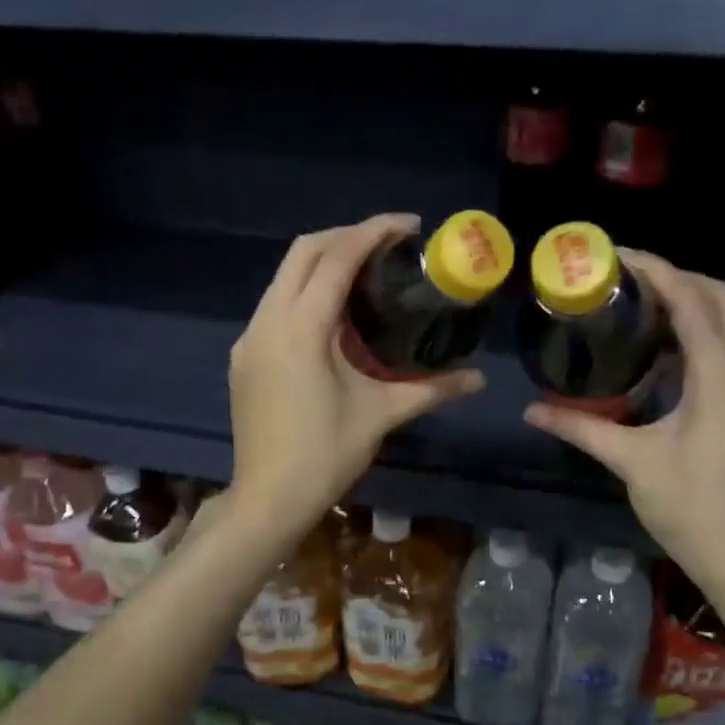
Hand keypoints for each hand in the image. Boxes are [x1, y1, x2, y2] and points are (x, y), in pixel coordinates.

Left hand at [228, 215, 484, 538]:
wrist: (268, 498)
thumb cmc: (326, 455)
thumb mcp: (382, 416)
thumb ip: (431, 389)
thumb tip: (479, 379)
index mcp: (301, 329)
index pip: (336, 258)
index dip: (374, 232)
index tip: (409, 226)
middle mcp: (267, 321)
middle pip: (302, 252)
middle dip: (346, 236)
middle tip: (389, 245)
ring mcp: (250, 338)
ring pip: (283, 277)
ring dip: (323, 263)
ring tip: (366, 272)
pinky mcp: (244, 356)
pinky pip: (275, 305)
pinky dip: (304, 293)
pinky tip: (333, 314)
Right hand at [524, 251, 724, 609]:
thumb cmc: (689, 507)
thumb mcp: (630, 462)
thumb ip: (581, 427)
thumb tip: (531, 411)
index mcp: (720, 378)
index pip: (692, 302)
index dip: (657, 272)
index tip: (616, 257)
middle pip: (721, 298)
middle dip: (677, 277)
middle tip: (626, 278)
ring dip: (690, 303)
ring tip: (637, 302)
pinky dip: (697, 332)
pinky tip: (658, 348)